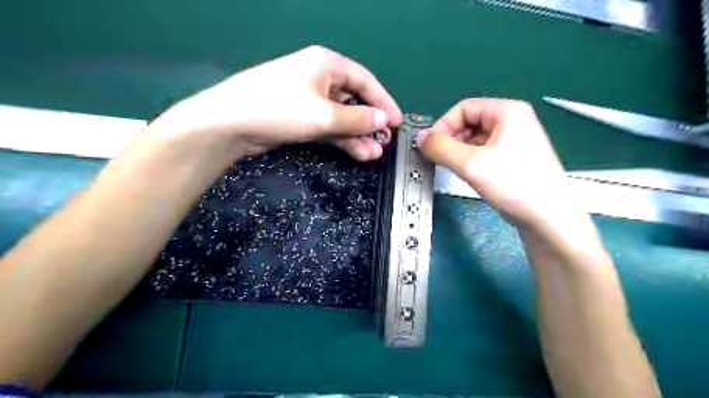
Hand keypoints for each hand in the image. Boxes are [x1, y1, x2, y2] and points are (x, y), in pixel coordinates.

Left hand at [147, 45, 403, 159]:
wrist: (231, 124)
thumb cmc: (280, 109)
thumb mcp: (324, 115)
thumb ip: (357, 118)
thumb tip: (383, 119)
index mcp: (327, 64)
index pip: (365, 81)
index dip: (384, 102)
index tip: (397, 122)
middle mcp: (320, 78)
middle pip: (354, 101)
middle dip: (370, 123)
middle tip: (384, 143)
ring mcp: (309, 99)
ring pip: (342, 117)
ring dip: (358, 136)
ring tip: (373, 154)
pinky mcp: (301, 118)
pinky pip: (329, 127)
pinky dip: (342, 139)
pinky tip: (358, 153)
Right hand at [416, 100, 589, 235]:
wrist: (548, 218)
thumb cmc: (512, 183)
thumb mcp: (470, 163)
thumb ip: (440, 147)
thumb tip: (420, 138)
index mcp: (507, 111)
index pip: (463, 107)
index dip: (443, 125)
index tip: (430, 147)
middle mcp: (513, 120)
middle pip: (469, 122)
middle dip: (451, 139)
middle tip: (440, 160)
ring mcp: (515, 140)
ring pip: (475, 139)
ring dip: (459, 151)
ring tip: (453, 169)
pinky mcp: (514, 159)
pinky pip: (484, 152)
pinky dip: (470, 160)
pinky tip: (468, 175)